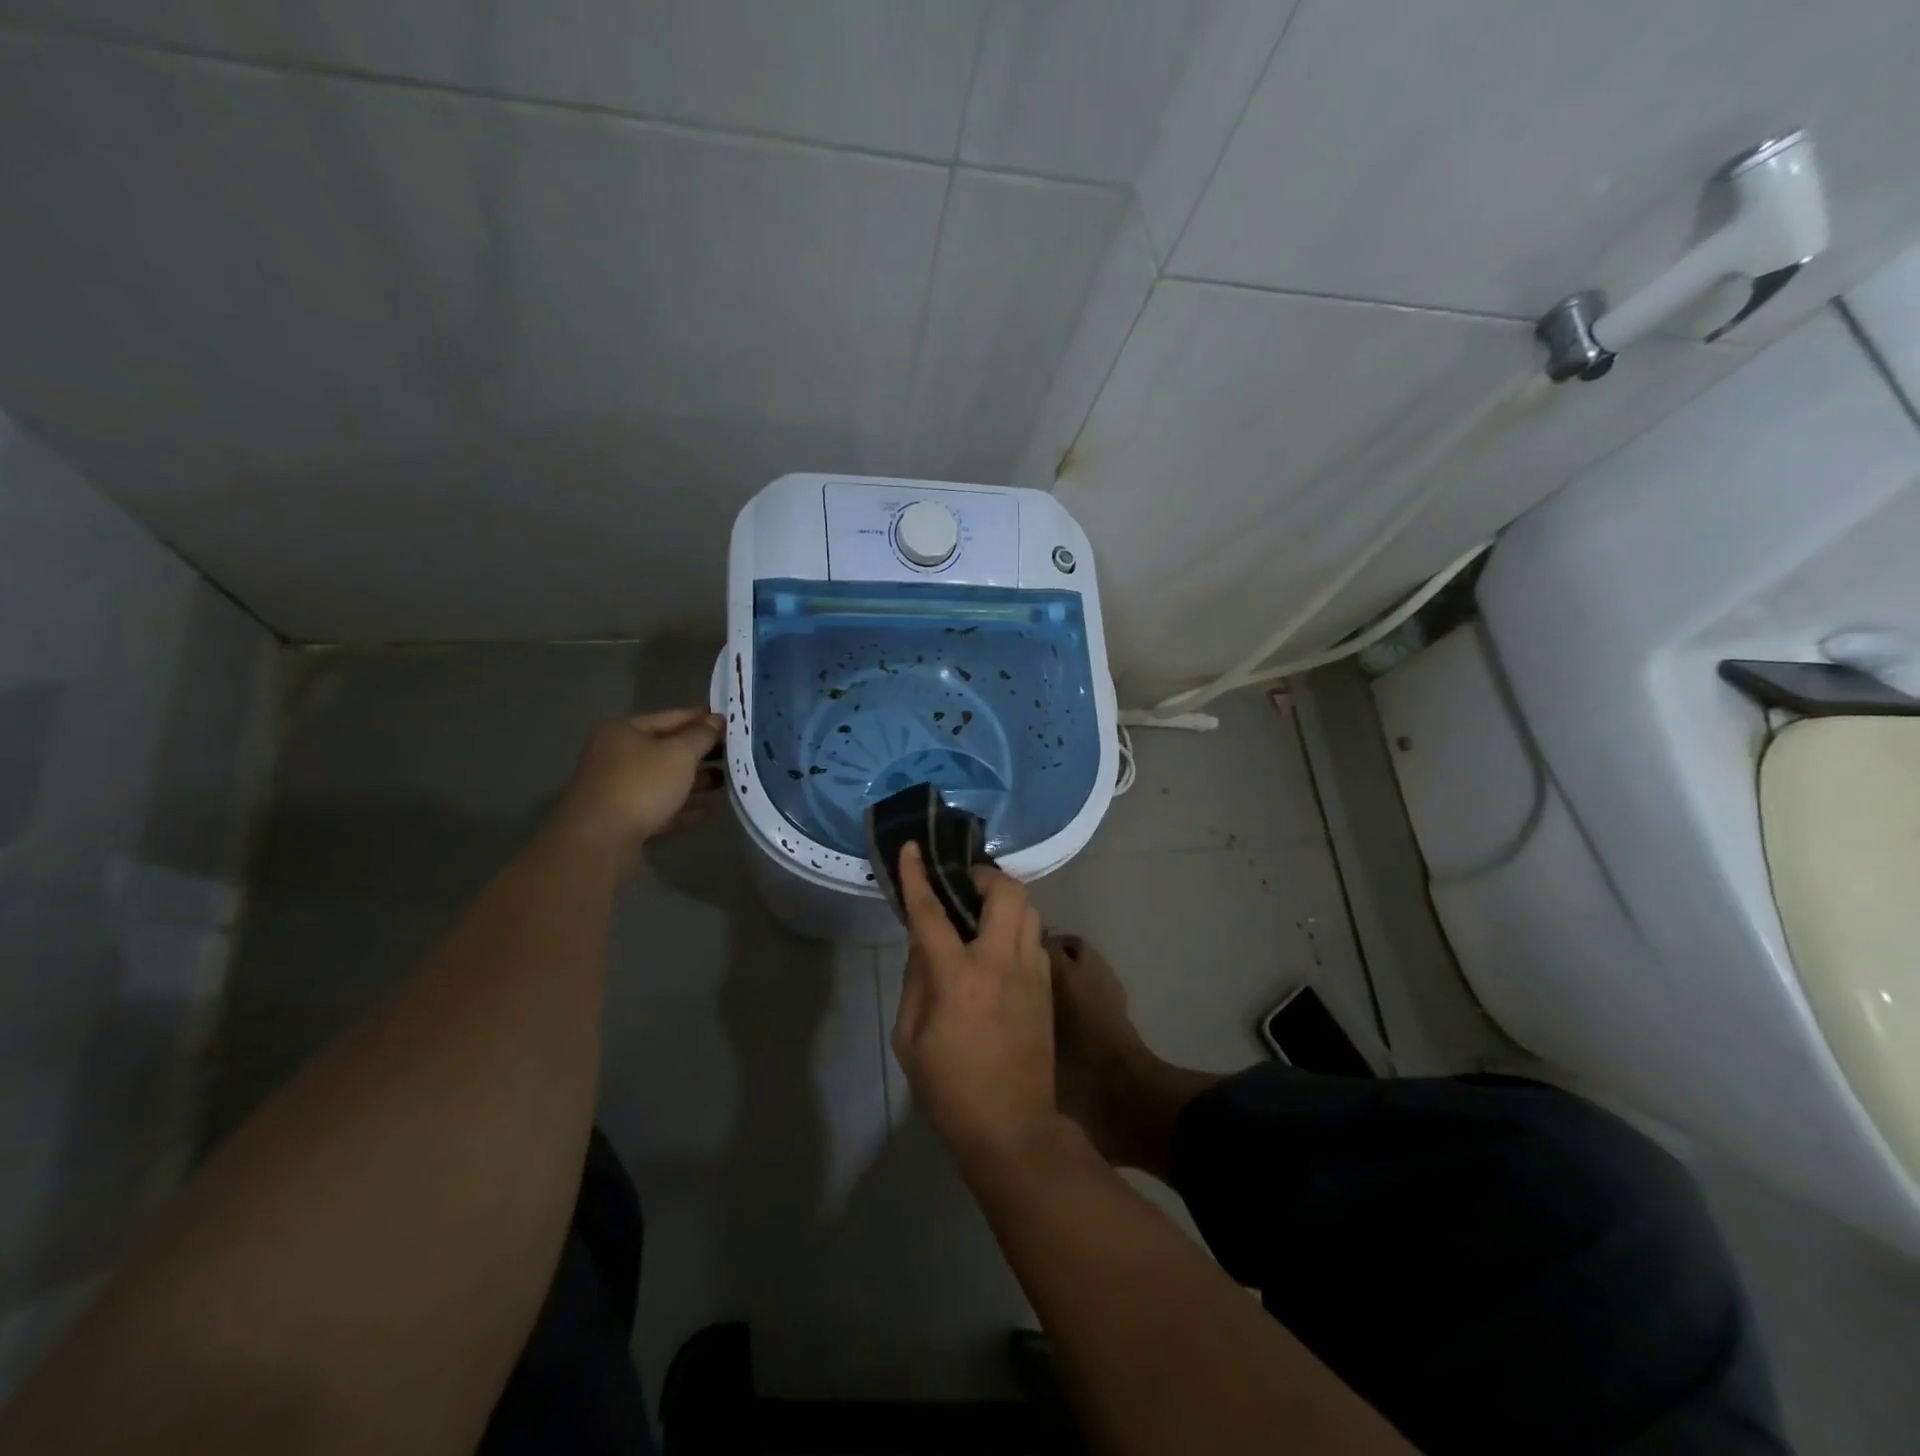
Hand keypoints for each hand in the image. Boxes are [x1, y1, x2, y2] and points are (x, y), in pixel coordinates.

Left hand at [555, 708, 723, 855]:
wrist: (599, 840)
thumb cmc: (641, 785)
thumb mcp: (679, 754)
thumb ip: (701, 735)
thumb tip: (717, 719)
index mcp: (625, 732)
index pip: (672, 717)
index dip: (702, 718)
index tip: (730, 722)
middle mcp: (617, 756)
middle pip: (667, 749)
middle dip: (700, 752)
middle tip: (734, 754)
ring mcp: (618, 789)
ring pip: (664, 780)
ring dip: (694, 781)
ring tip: (725, 782)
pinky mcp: (623, 819)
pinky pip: (660, 807)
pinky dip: (682, 807)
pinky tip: (706, 810)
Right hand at [891, 842, 1058, 1169]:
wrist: (1013, 1126)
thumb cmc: (950, 1087)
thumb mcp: (910, 1038)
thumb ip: (916, 980)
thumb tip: (924, 945)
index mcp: (958, 977)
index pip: (932, 913)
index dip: (918, 877)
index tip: (912, 848)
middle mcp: (1000, 963)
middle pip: (1005, 892)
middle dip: (983, 876)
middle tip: (962, 885)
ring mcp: (1031, 972)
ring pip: (1028, 909)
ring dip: (1004, 899)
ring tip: (981, 912)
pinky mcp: (1047, 986)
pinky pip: (1035, 938)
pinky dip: (1017, 928)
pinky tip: (1000, 947)